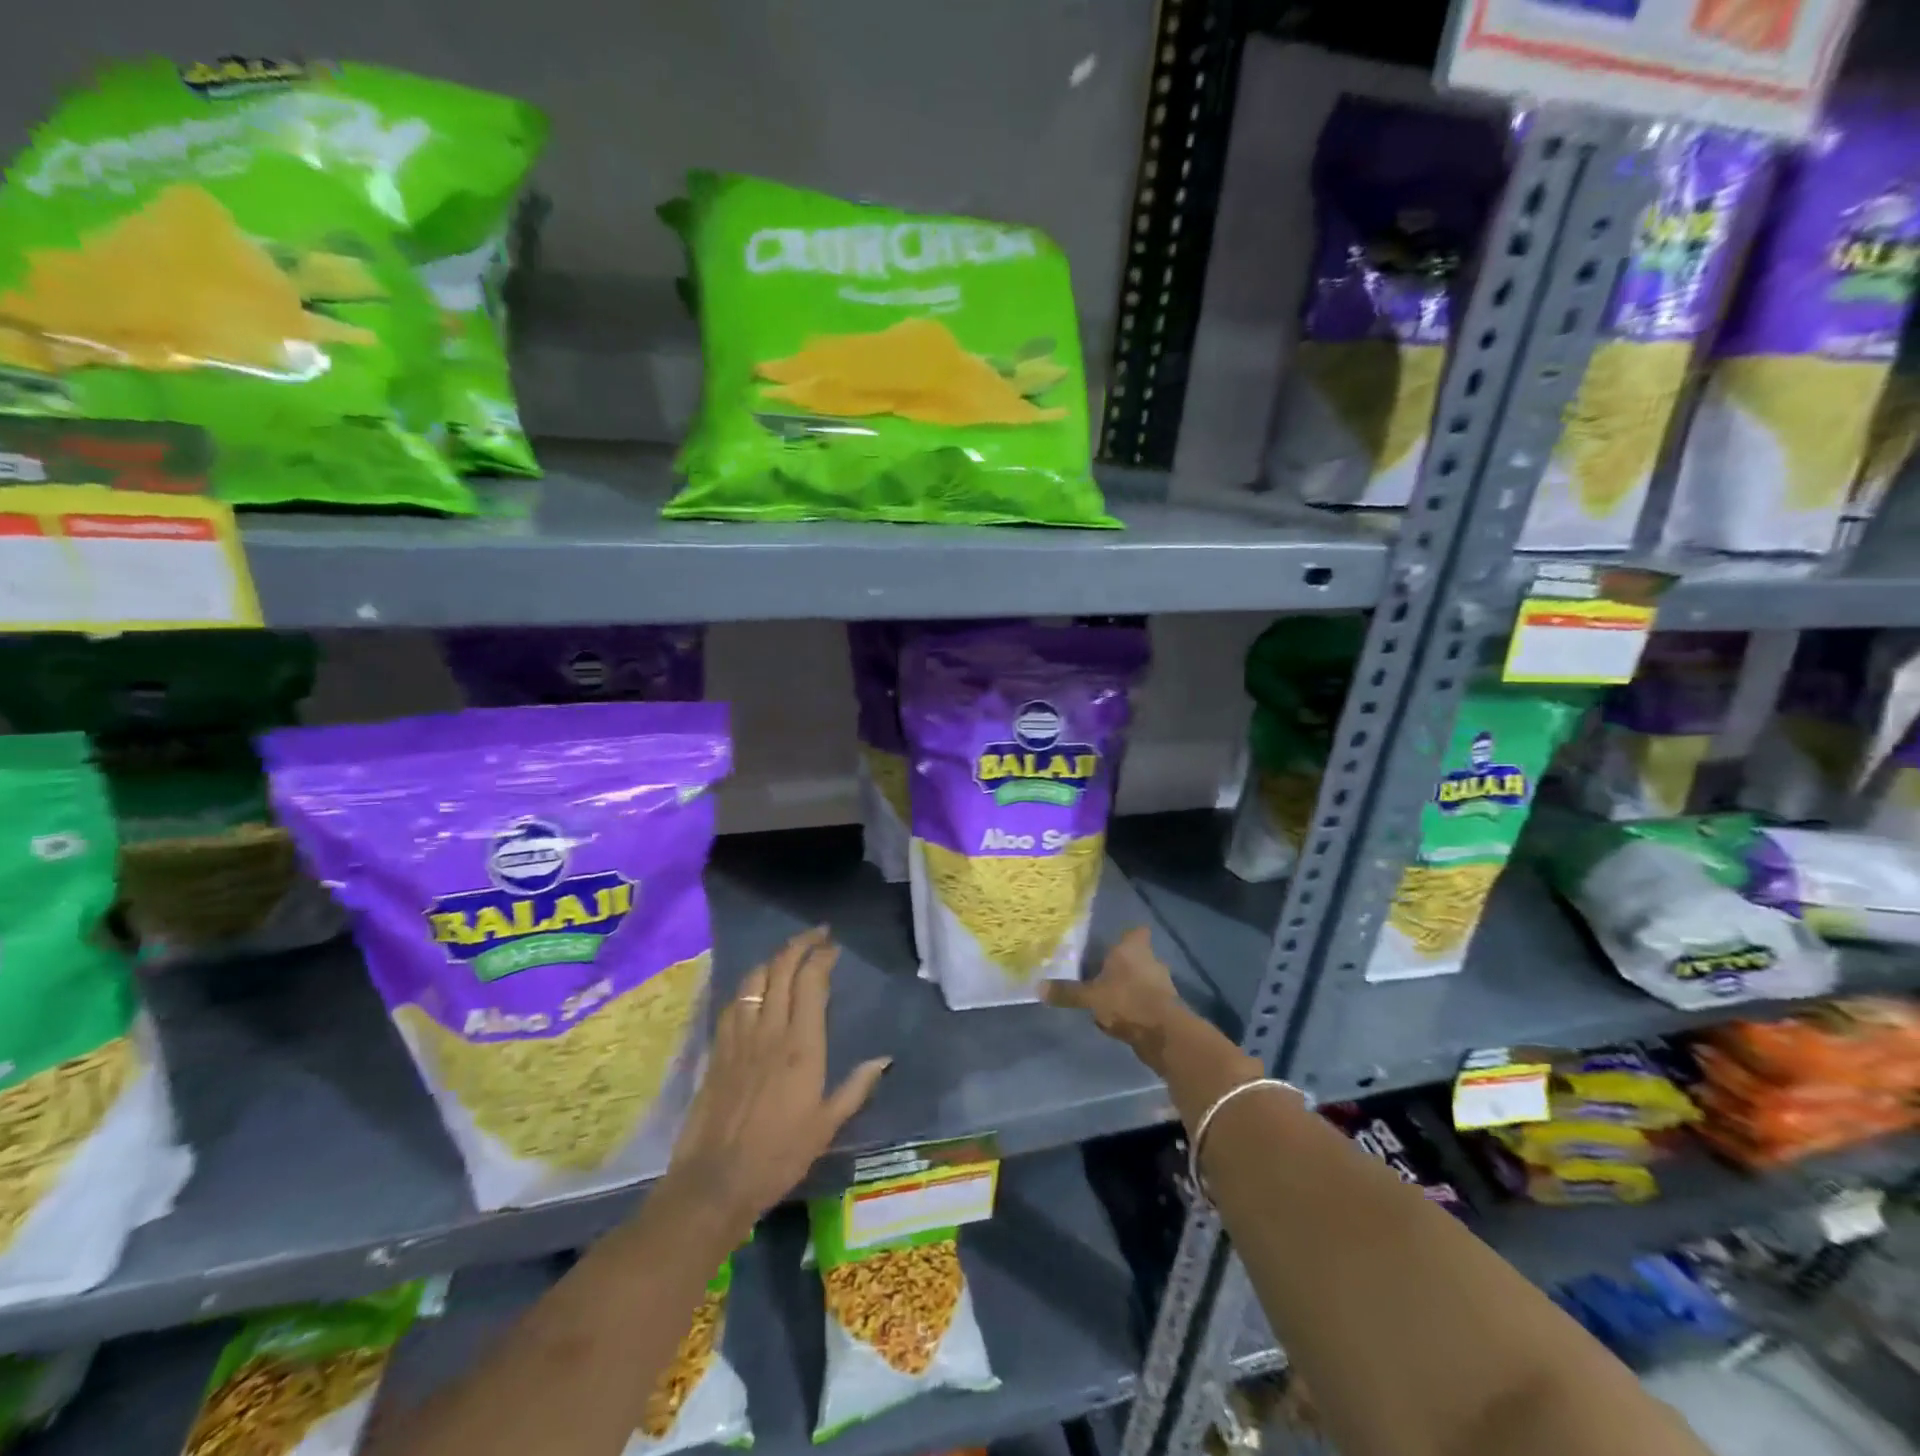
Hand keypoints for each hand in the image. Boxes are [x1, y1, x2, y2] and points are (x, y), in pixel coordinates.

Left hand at [665, 928, 889, 1237]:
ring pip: (755, 979)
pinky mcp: (718, 1049)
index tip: (834, 947)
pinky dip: (749, 985)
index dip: (822, 957)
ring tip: (789, 955)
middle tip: (817, 935)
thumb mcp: (827, 1125)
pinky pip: (734, 1002)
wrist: (716, 1180)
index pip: (811, 982)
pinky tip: (756, 989)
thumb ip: (856, 1088)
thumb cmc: (779, 1155)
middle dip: (800, 944)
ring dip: (774, 959)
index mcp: (802, 1045)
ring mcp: (740, 1036)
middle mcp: (770, 1030)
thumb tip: (884, 1059)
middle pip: (781, 968)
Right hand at [1043, 925, 1189, 1062]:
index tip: (1112, 944)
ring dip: (1130, 987)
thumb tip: (1037, 987)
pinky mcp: (1167, 1007)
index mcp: (1133, 949)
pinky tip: (1120, 1019)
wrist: (1164, 1035)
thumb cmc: (1126, 1001)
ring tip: (1108, 998)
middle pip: (1138, 956)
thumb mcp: (1090, 997)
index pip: (1136, 931)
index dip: (1127, 936)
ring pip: (1143, 979)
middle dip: (1123, 965)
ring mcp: (1162, 984)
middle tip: (1102, 972)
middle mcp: (1151, 961)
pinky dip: (1136, 1007)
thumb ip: (1067, 992)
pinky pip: (1147, 1001)